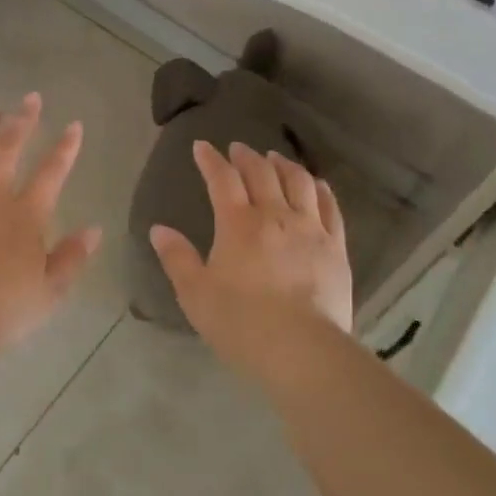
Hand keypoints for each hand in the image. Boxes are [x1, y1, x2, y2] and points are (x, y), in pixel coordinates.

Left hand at [0, 93, 102, 357]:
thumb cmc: (4, 310)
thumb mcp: (51, 290)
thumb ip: (72, 257)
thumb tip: (95, 229)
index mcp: (26, 215)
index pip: (52, 172)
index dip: (66, 147)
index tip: (74, 125)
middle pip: (7, 149)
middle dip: (21, 121)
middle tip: (30, 99)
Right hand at [150, 142, 352, 376]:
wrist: (301, 349)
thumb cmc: (240, 323)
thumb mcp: (195, 294)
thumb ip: (177, 258)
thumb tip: (159, 229)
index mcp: (238, 224)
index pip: (222, 180)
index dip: (211, 160)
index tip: (202, 146)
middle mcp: (275, 216)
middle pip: (262, 173)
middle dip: (247, 156)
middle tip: (238, 148)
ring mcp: (310, 229)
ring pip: (299, 182)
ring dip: (284, 165)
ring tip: (275, 158)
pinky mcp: (336, 247)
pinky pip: (330, 207)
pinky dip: (320, 189)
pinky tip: (316, 184)